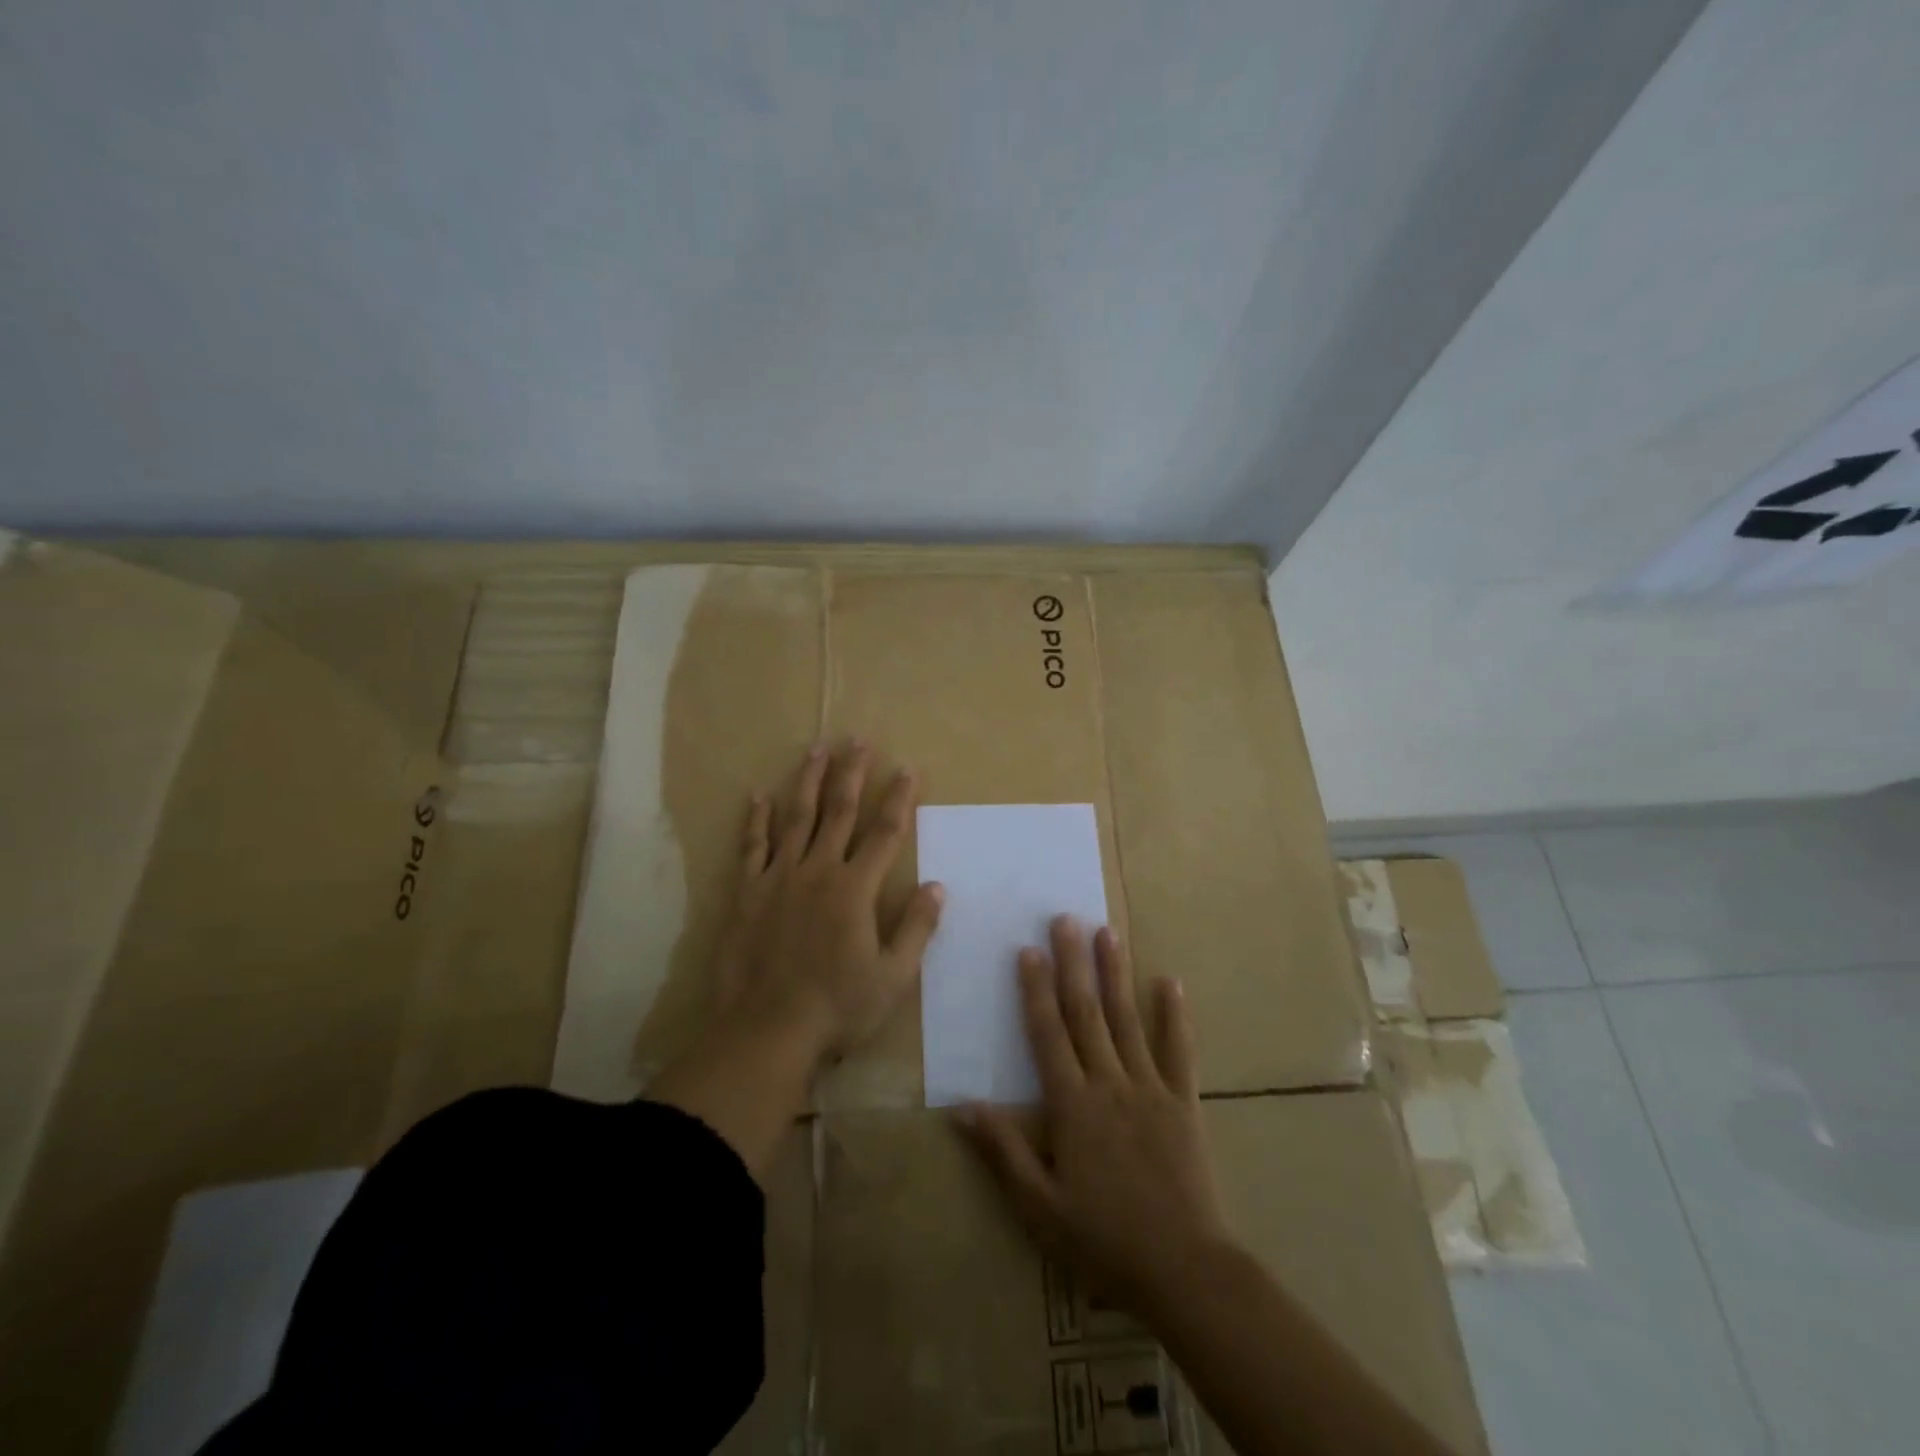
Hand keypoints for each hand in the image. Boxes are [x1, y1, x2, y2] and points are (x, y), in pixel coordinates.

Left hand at [713, 740, 944, 1061]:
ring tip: (816, 750)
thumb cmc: (837, 1008)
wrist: (766, 1032)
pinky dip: (756, 820)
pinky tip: (758, 795)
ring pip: (796, 818)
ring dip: (808, 781)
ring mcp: (778, 878)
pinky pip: (752, 847)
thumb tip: (937, 886)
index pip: (885, 833)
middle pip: (839, 812)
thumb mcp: (893, 977)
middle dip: (851, 774)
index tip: (907, 768)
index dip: (899, 799)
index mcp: (855, 890)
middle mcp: (818, 871)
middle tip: (857, 740)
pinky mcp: (747, 893)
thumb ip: (916, 928)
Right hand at [958, 916, 1232, 1318]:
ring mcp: (1150, 1088)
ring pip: (1127, 1019)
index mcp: (1072, 1105)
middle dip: (1073, 964)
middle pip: (1086, 1013)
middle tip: (1065, 920)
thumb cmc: (1104, 1241)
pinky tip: (1170, 981)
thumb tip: (963, 1105)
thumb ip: (1003, 1151)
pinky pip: (1179, 1050)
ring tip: (1107, 932)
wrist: (1185, 1270)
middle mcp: (1109, 1083)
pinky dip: (1174, 1015)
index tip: (1028, 951)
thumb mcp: (1040, 1207)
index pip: (1047, 1034)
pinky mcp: (1184, 1102)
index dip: (1035, 991)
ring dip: (1116, 973)